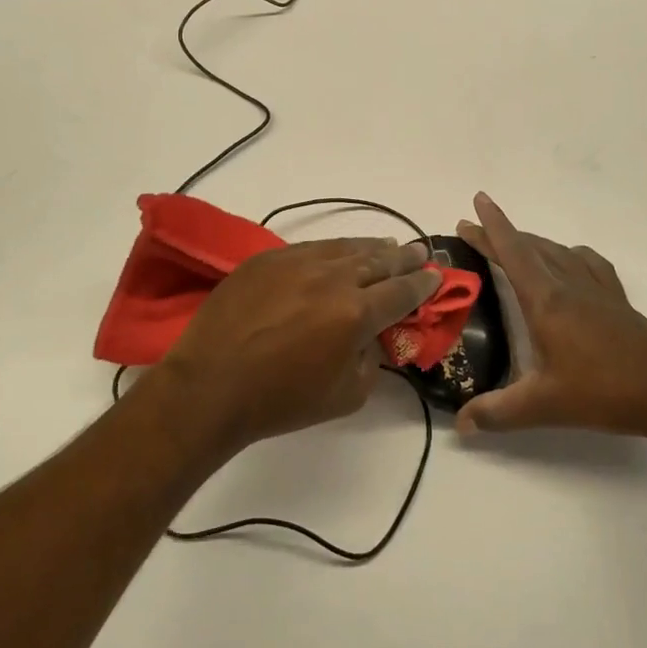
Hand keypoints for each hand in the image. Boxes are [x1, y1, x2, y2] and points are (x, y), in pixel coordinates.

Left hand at [159, 238, 442, 454]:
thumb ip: (371, 360)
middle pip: (379, 261)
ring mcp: (297, 262)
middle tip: (419, 253)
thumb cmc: (281, 400)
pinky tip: (339, 252)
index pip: (402, 292)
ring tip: (387, 247)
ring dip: (372, 248)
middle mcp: (332, 278)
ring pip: (346, 247)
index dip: (423, 285)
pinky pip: (311, 248)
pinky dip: (334, 249)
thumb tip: (373, 336)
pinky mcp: (267, 258)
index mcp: (356, 313)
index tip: (435, 277)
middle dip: (404, 258)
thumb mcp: (346, 395)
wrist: (210, 385)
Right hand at [454, 193, 646, 440]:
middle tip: (474, 228)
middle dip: (500, 234)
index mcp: (546, 300)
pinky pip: (588, 262)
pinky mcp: (617, 300)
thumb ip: (498, 413)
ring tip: (513, 245)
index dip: (491, 225)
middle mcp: (569, 285)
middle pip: (530, 247)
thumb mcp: (543, 406)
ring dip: (531, 242)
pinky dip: (570, 254)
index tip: (477, 200)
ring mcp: (596, 289)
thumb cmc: (603, 391)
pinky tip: (570, 262)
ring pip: (557, 251)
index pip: (512, 251)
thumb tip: (461, 424)